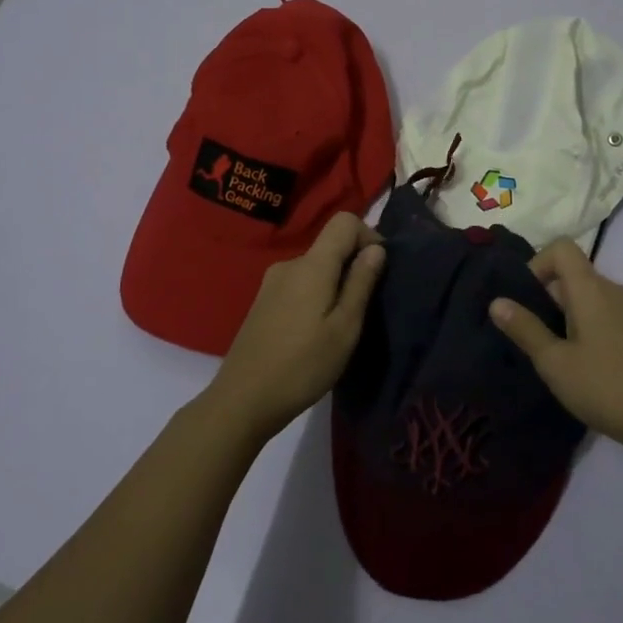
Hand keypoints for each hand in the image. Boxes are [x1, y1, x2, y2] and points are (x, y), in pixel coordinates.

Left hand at [208, 213, 385, 441]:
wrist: (242, 401)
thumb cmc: (302, 366)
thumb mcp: (345, 328)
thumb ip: (361, 283)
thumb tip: (376, 248)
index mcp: (312, 265)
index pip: (344, 221)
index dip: (369, 236)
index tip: (379, 271)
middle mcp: (289, 264)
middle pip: (330, 245)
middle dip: (354, 266)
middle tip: (364, 308)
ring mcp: (271, 283)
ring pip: (316, 268)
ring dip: (335, 285)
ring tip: (340, 326)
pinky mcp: (263, 302)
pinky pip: (300, 284)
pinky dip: (316, 296)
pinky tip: (314, 333)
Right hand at [490, 239, 622, 453]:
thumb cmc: (605, 386)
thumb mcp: (555, 362)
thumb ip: (525, 329)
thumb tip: (497, 302)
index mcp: (591, 288)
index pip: (562, 248)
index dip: (537, 262)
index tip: (524, 298)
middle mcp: (611, 290)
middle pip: (572, 272)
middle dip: (545, 294)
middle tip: (528, 332)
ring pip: (586, 295)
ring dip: (562, 312)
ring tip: (549, 350)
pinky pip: (601, 312)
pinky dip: (581, 324)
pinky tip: (576, 361)